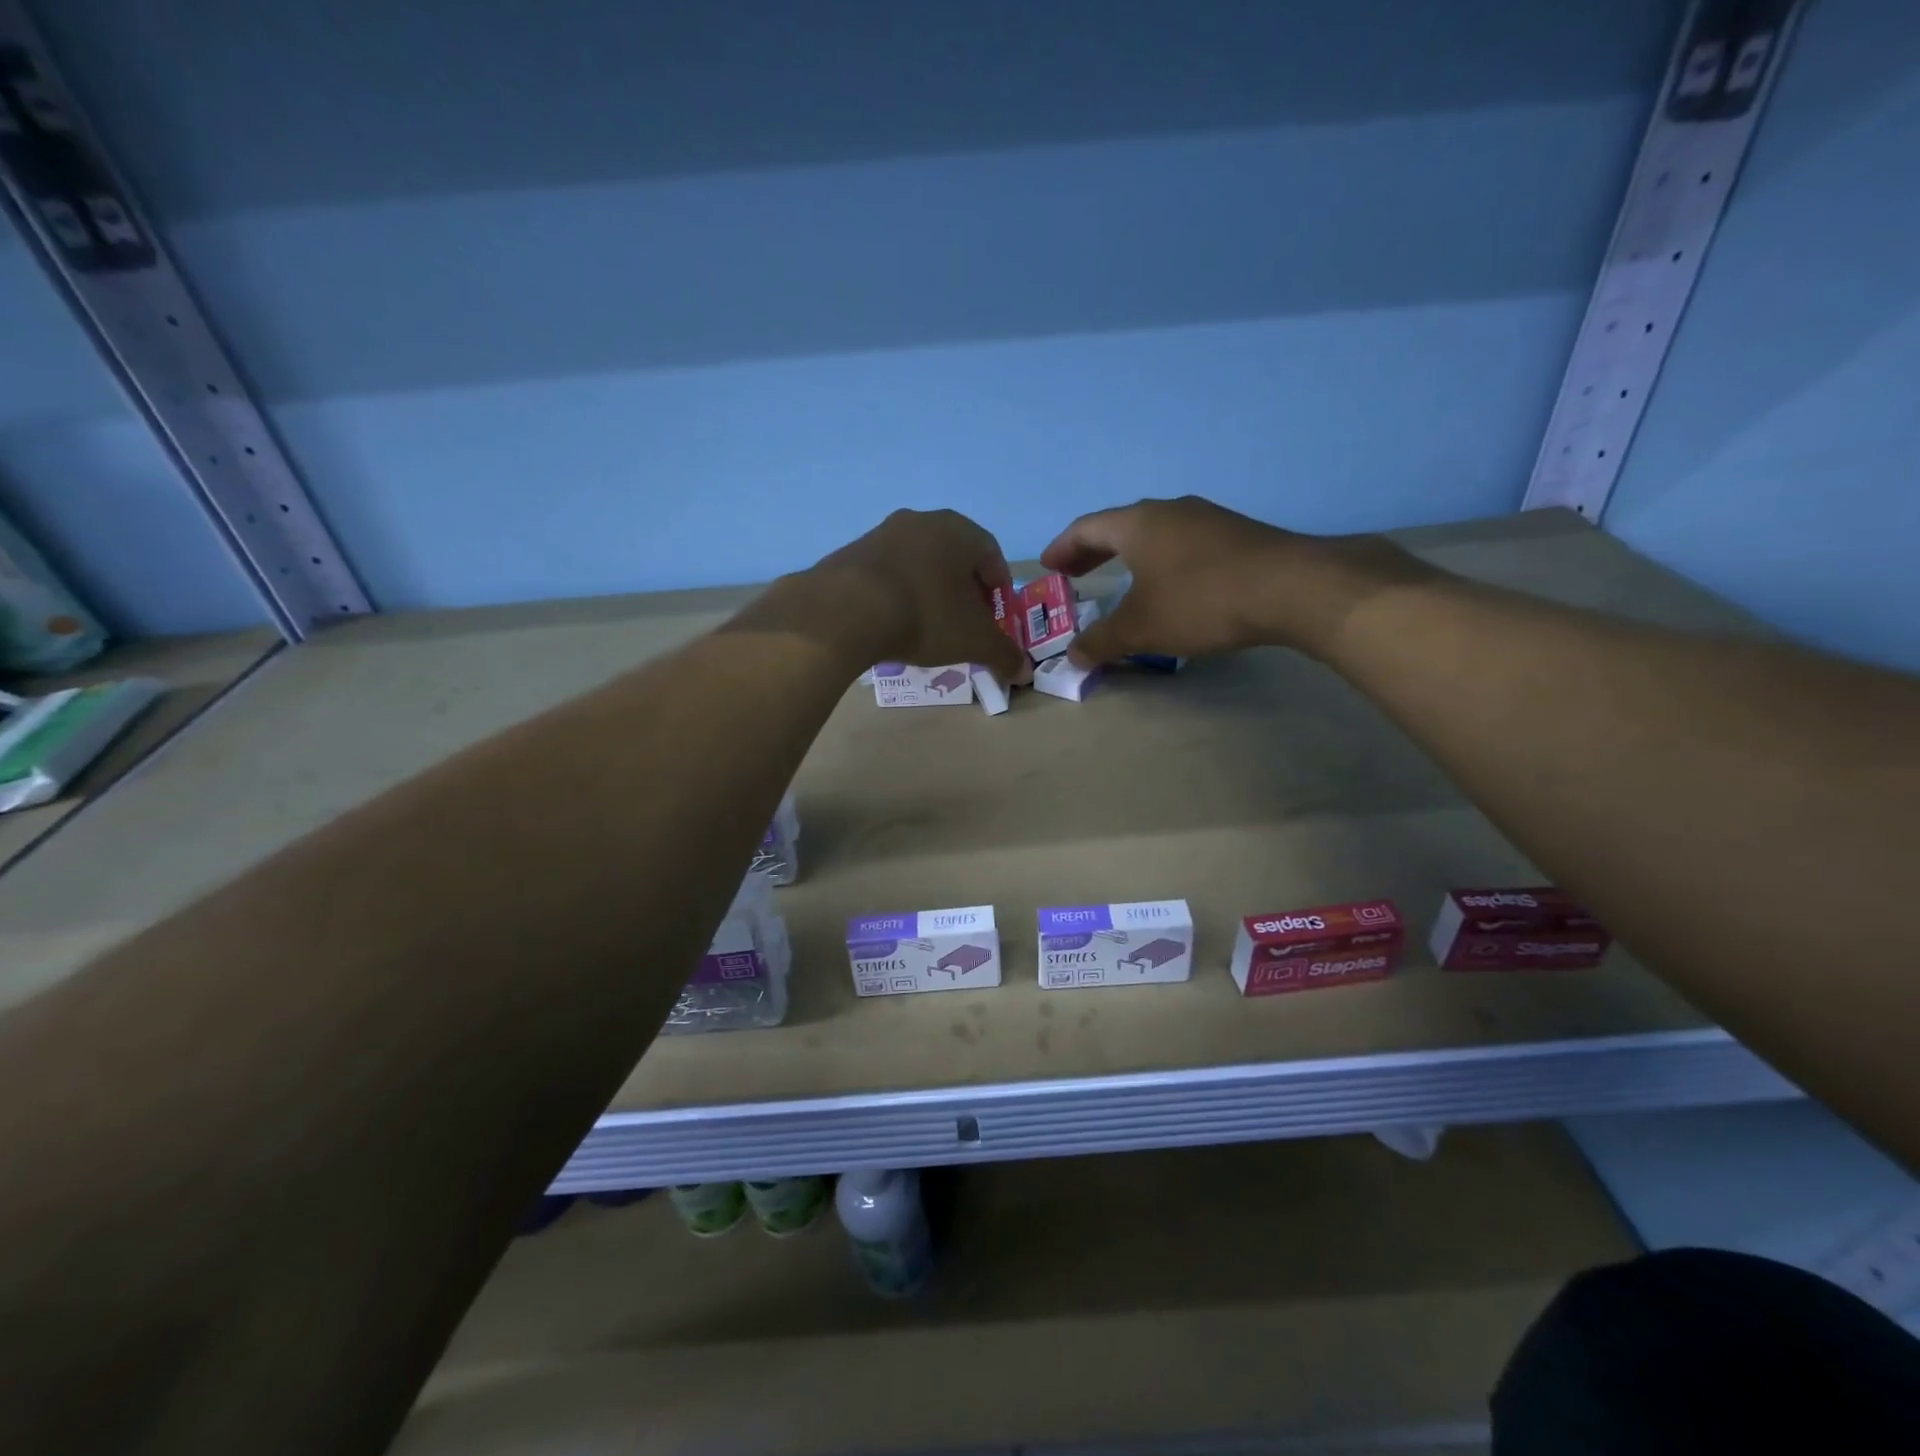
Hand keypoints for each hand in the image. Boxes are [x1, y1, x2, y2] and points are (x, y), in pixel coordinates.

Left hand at [789, 509, 1029, 684]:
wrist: (845, 611)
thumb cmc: (925, 615)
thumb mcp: (973, 641)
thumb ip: (1003, 654)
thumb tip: (1024, 672)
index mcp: (958, 530)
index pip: (991, 552)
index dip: (998, 585)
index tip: (996, 614)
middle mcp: (920, 521)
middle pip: (953, 555)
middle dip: (964, 588)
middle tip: (965, 621)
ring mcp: (880, 533)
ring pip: (917, 562)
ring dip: (928, 589)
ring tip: (927, 625)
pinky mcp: (849, 553)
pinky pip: (885, 573)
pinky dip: (896, 593)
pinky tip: (892, 621)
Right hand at [1040, 495, 1433, 666]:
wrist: (1292, 588)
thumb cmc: (1200, 601)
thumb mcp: (1141, 628)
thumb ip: (1102, 640)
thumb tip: (1073, 657)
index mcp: (1137, 524)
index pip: (1086, 528)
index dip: (1062, 548)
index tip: (1048, 567)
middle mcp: (1170, 511)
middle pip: (1119, 527)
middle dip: (1093, 551)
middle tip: (1075, 573)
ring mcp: (1207, 519)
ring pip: (1155, 534)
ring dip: (1130, 556)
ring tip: (1121, 579)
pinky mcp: (1237, 536)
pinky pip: (1183, 545)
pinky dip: (1162, 562)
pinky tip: (1171, 586)